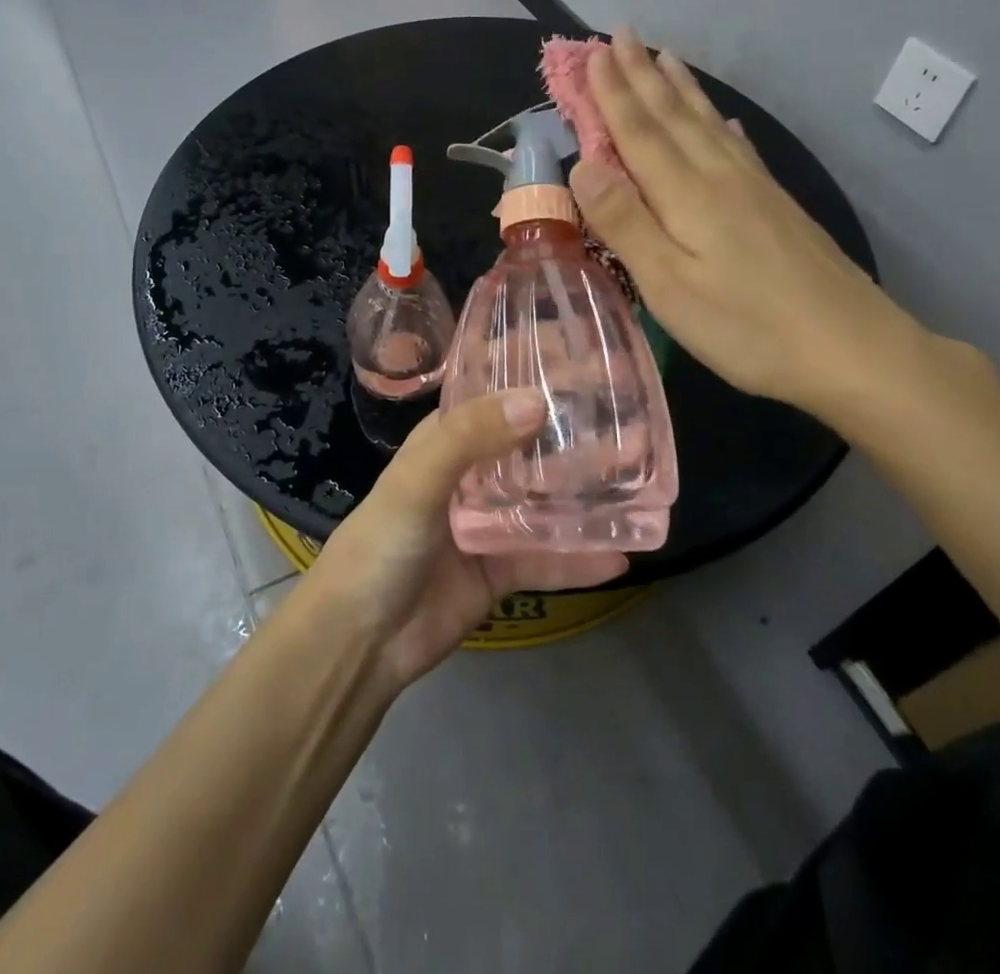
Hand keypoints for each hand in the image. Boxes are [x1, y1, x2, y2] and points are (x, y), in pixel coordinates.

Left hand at [305, 390, 628, 689]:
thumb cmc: (381, 544)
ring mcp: (488, 523)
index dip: (536, 374)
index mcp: (447, 440)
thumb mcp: (417, 480)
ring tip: (641, 479)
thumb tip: (536, 402)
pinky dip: (581, 558)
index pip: (496, 394)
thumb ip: (470, 439)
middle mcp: (472, 474)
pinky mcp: (502, 570)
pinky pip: (548, 559)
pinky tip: (624, 553)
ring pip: (547, 500)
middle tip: (633, 421)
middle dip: (575, 433)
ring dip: (587, 492)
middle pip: (531, 445)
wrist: (358, 639)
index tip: (587, 359)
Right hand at [570, 28, 928, 418]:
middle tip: (623, 34)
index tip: (595, 52)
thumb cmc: (747, 326)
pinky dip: (723, 125)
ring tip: (666, 57)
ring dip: (682, 89)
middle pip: (674, 117)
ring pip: (709, 124)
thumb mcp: (669, 285)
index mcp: (687, 194)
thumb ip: (625, 222)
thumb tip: (583, 163)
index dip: (614, 92)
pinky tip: (725, 121)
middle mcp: (720, 177)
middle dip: (643, 76)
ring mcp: (755, 189)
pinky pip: (741, 147)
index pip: (639, 131)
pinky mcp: (777, 207)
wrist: (852, 348)